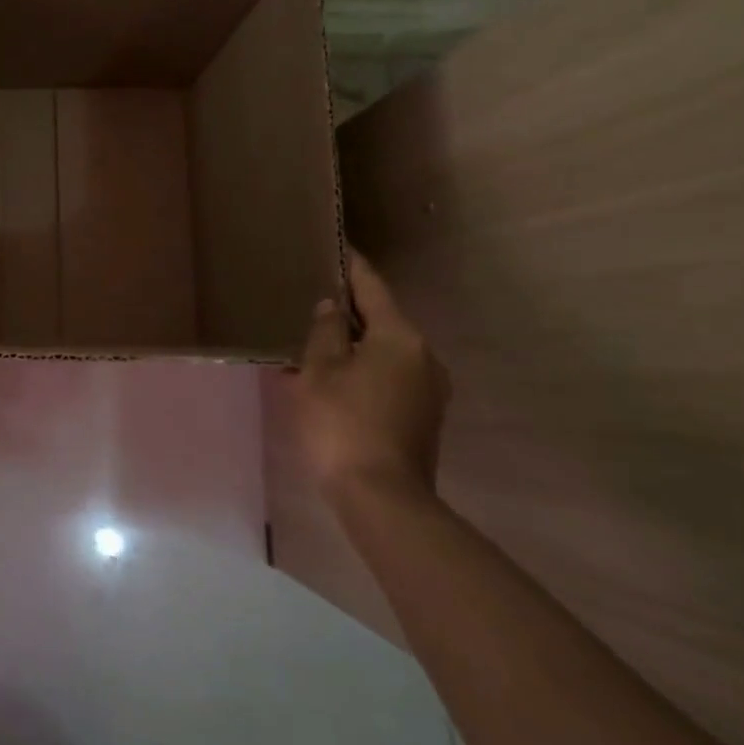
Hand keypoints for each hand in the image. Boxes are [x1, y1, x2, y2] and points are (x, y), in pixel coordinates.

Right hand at [284, 249, 449, 508]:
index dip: (352, 266)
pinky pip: (390, 377)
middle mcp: (424, 356)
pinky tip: (334, 381)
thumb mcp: (318, 371)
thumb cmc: (342, 424)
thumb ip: (324, 332)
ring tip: (317, 344)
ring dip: (354, 345)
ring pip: (385, 351)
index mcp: (399, 337)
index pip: (372, 287)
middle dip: (349, 311)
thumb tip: (331, 307)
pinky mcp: (425, 416)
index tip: (337, 246)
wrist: (382, 497)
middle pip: (382, 320)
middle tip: (313, 300)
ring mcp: (430, 388)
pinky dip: (363, 371)